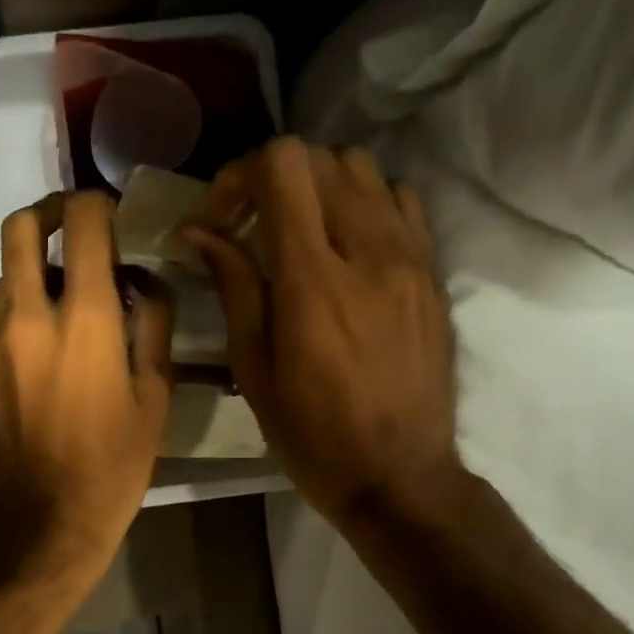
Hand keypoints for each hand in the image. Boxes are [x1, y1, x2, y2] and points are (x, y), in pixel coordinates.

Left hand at [0, 191, 173, 590]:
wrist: (43, 524)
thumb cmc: (113, 466)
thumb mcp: (155, 396)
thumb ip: (150, 324)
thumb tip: (138, 283)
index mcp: (83, 318)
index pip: (81, 221)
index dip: (93, 204)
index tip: (104, 216)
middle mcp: (24, 317)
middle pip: (19, 227)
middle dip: (45, 216)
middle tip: (67, 236)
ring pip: (3, 284)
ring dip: (30, 287)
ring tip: (57, 329)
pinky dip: (13, 334)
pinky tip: (31, 376)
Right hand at [182, 137, 461, 528]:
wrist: (399, 475)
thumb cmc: (311, 436)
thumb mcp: (255, 370)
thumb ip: (233, 288)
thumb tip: (199, 231)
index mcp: (313, 284)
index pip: (284, 168)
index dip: (240, 176)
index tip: (219, 220)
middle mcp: (369, 254)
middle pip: (322, 159)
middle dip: (271, 180)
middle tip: (247, 227)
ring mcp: (411, 259)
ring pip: (364, 169)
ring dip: (318, 187)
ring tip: (295, 233)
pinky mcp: (433, 273)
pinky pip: (401, 201)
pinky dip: (362, 203)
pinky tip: (343, 246)